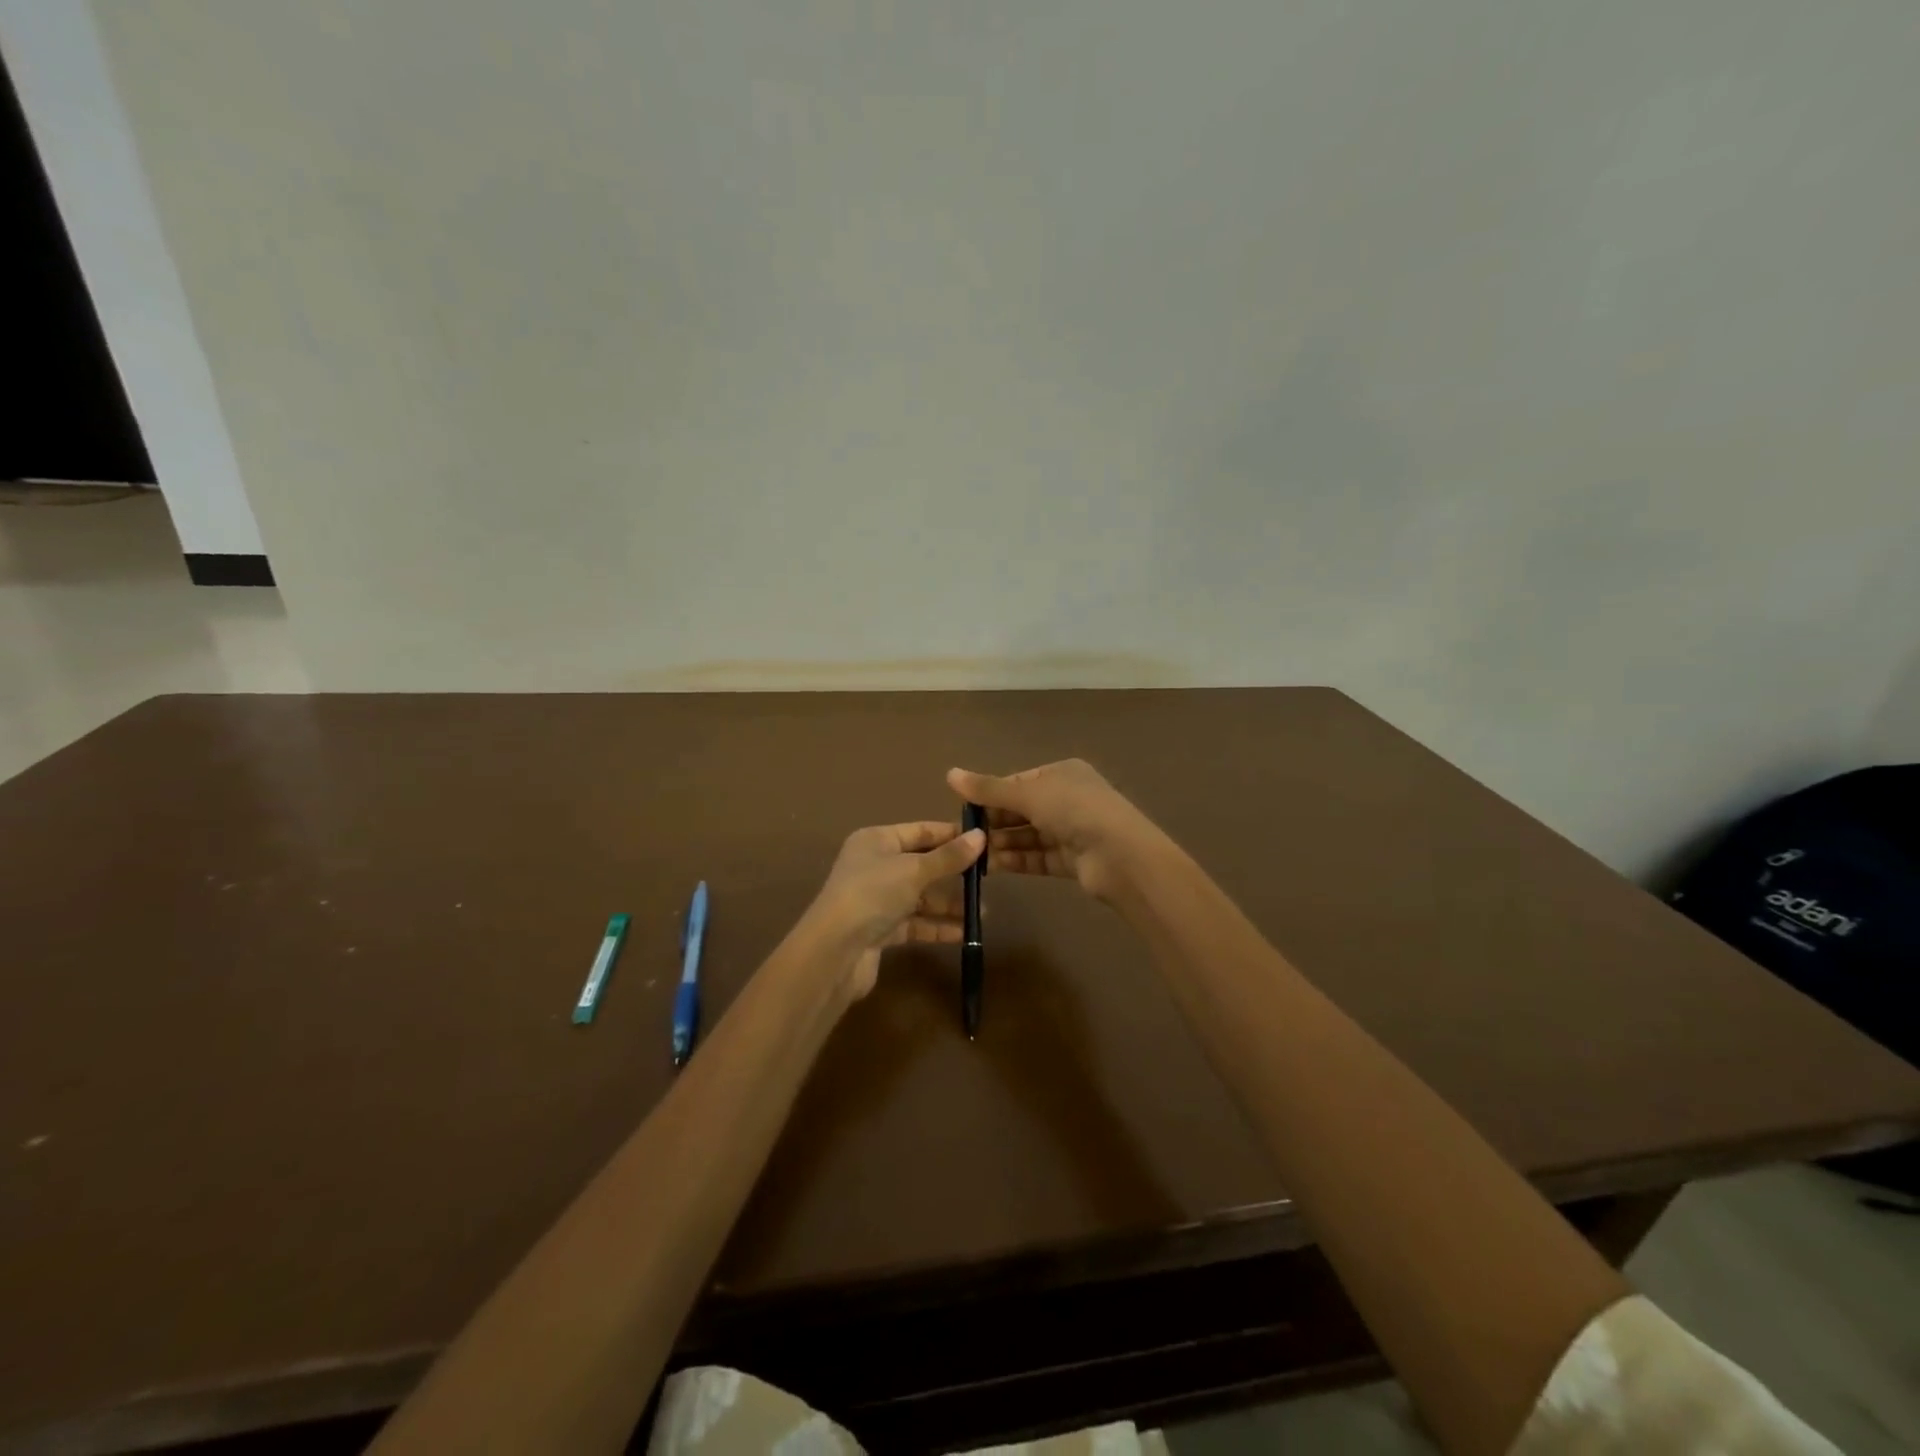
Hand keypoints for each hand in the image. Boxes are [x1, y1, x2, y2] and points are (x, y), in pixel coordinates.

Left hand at [806, 821, 985, 998]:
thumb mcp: (914, 870)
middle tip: (988, 878)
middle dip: (953, 873)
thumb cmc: (872, 894)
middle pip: (922, 864)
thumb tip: (981, 837)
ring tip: (981, 912)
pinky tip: (964, 933)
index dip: (952, 834)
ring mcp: (877, 900)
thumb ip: (948, 857)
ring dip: (949, 903)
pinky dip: (937, 926)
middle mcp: (874, 866)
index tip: (986, 840)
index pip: (920, 831)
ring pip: (920, 897)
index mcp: (876, 840)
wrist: (834, 952)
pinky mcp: (880, 930)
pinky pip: (915, 923)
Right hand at [946, 760, 1162, 903]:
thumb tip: (949, 773)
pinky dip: (1016, 860)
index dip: (991, 794)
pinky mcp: (1072, 860)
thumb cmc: (1076, 811)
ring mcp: (1072, 831)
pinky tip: (991, 867)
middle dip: (994, 822)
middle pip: (1022, 809)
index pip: (1018, 782)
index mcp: (1062, 773)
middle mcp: (1068, 798)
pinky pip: (1037, 857)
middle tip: (963, 837)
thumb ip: (989, 788)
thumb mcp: (1029, 794)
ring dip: (1002, 843)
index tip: (964, 810)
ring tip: (973, 854)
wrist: (1122, 857)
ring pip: (1028, 835)